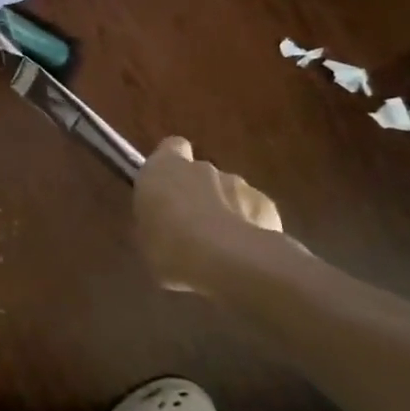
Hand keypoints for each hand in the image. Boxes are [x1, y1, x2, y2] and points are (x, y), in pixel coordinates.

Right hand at [134, 136, 285, 296]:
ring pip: (230, 193)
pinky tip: (245, 254)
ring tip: (220, 248)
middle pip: (202, 173)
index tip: (168, 188)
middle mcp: (202, 168)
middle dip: (199, 194)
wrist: (224, 263)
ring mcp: (238, 184)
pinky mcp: (266, 206)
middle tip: (191, 229)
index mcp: (165, 168)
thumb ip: (155, 218)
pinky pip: (254, 212)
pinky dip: (250, 227)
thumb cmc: (168, 247)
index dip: (172, 165)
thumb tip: (160, 224)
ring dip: (225, 212)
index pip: (172, 147)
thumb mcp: (143, 236)